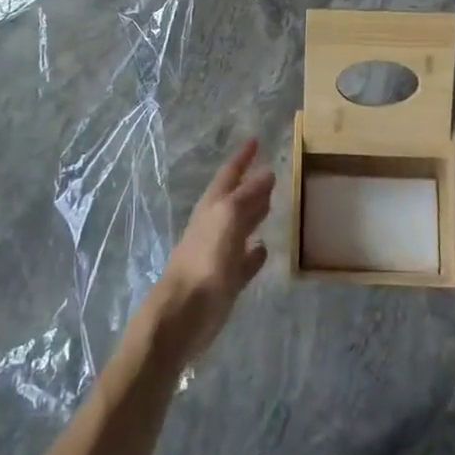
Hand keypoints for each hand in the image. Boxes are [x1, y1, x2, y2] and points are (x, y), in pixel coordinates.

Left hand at [142, 139, 273, 363]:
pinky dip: (254, 252)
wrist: (181, 315)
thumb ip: (247, 197)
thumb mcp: (227, 219)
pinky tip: (265, 249)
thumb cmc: (203, 261)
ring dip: (254, 214)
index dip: (242, 157)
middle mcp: (214, 226)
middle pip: (235, 199)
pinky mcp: (225, 282)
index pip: (229, 174)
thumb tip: (267, 172)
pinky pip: (244, 261)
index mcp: (212, 207)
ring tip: (273, 203)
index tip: (256, 140)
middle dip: (250, 184)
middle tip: (271, 170)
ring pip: (240, 227)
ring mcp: (219, 254)